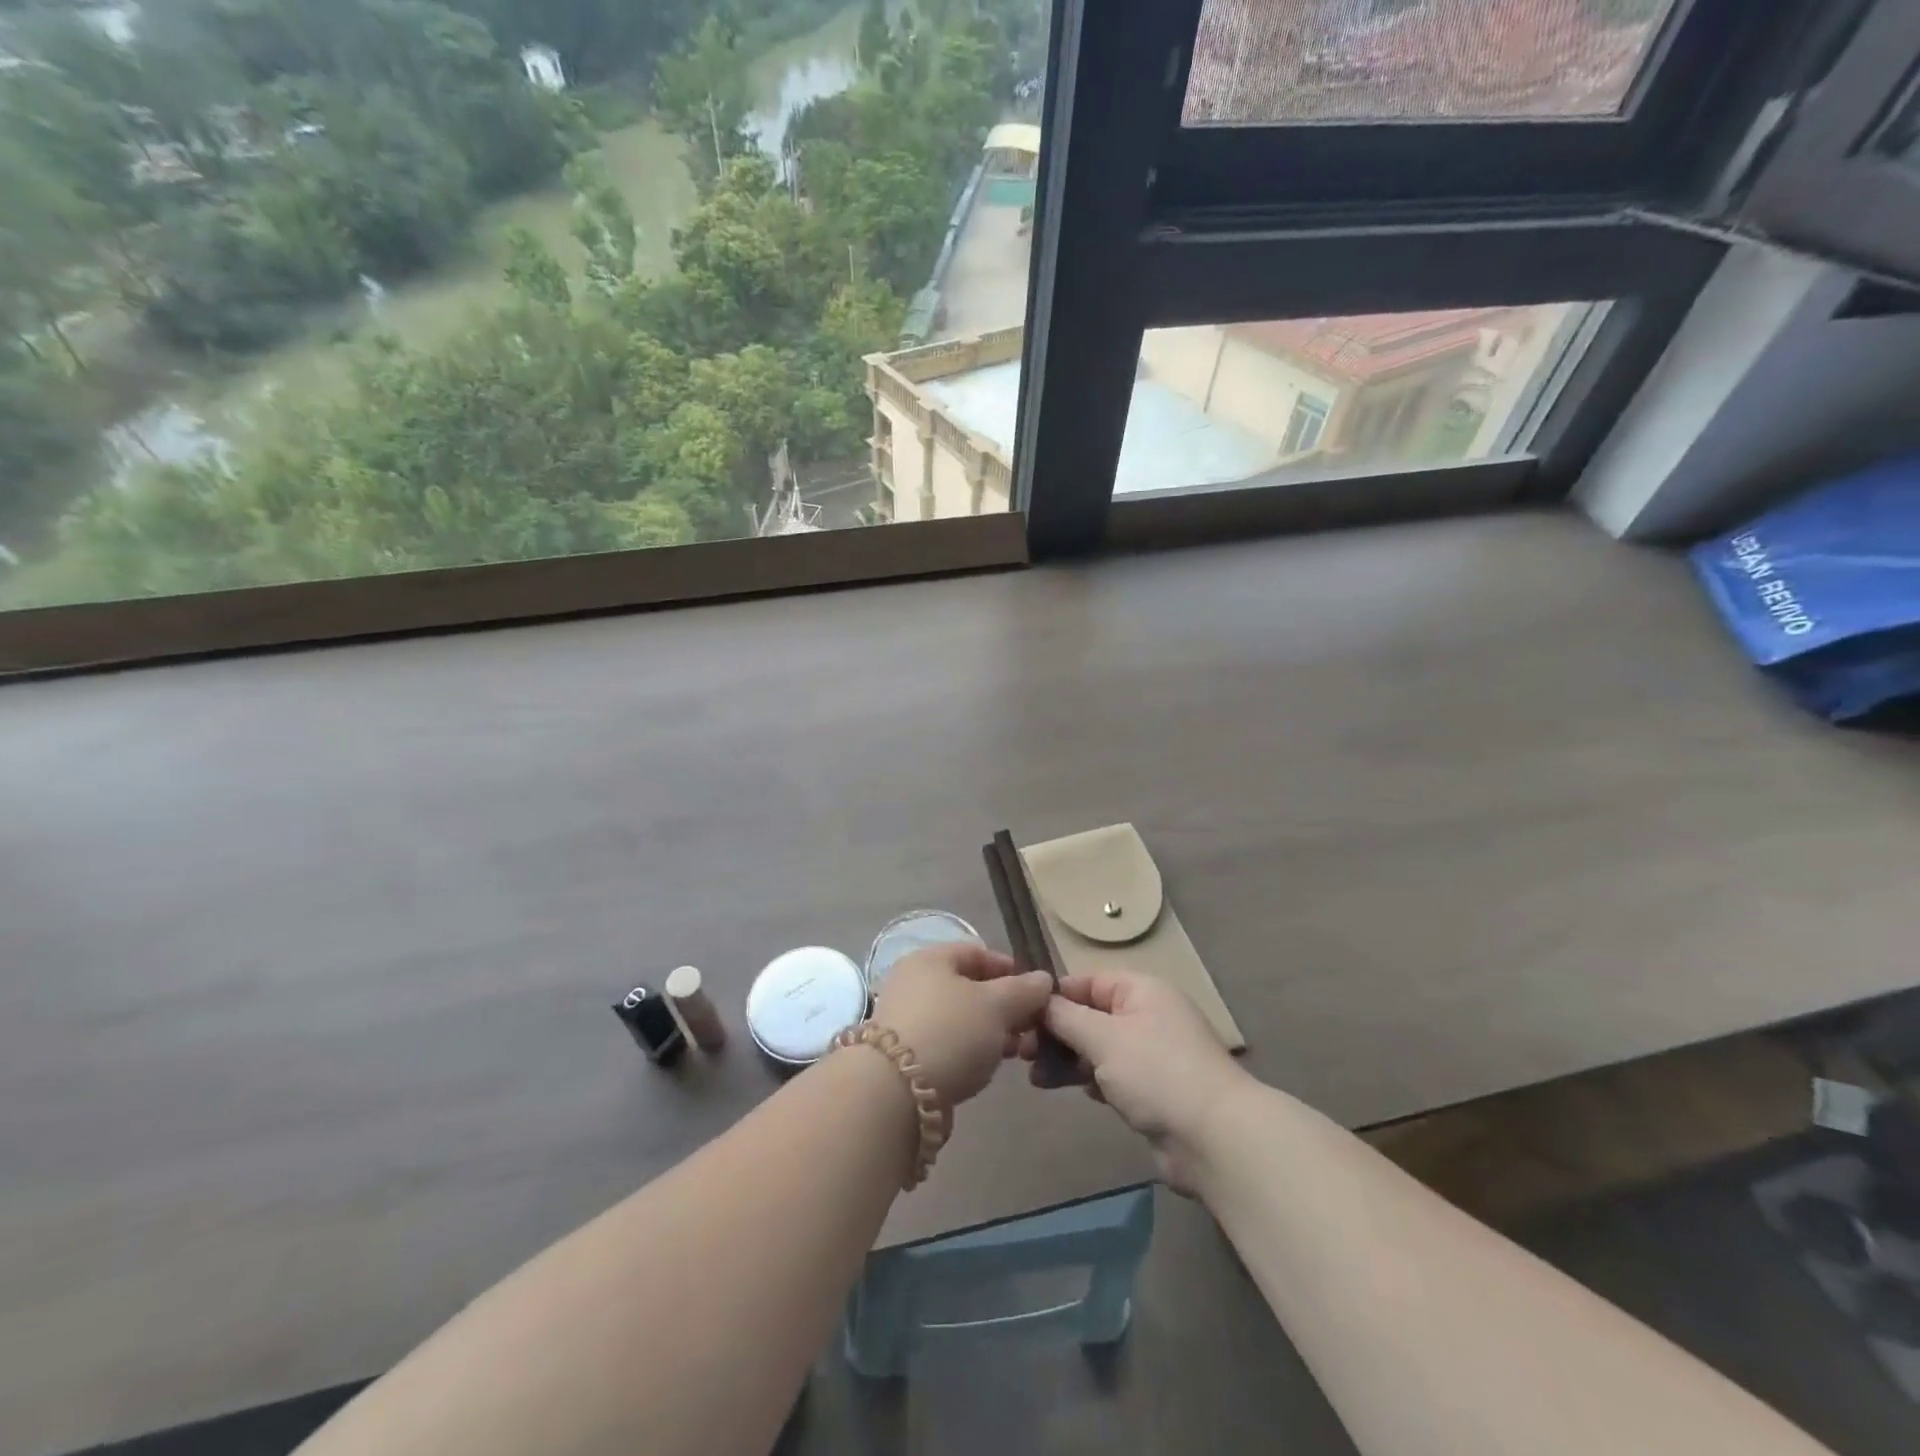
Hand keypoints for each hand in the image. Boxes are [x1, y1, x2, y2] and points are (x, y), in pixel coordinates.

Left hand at [871, 944, 1052, 1107]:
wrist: (896, 1093)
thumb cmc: (951, 1032)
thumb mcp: (997, 1006)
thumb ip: (1024, 990)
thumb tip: (1043, 979)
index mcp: (930, 959)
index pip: (976, 952)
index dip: (1009, 968)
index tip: (1036, 992)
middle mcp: (913, 983)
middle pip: (967, 987)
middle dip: (1003, 1006)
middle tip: (1030, 1027)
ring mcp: (905, 1020)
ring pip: (959, 1018)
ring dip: (990, 1032)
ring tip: (1015, 1052)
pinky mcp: (904, 1057)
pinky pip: (946, 1044)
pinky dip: (969, 1051)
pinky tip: (986, 1068)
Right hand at [1024, 972, 1248, 1194]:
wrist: (1214, 1139)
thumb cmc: (1155, 1072)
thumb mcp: (1103, 1037)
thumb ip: (1066, 1016)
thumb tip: (1039, 999)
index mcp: (1141, 990)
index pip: (1088, 981)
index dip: (1054, 996)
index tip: (1021, 1015)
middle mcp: (1147, 1015)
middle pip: (1090, 1015)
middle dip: (1055, 1033)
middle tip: (1020, 1053)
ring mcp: (1151, 1054)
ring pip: (1097, 1047)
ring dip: (1066, 1060)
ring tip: (1036, 1078)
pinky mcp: (1152, 1089)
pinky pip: (1110, 1074)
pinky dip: (1089, 1079)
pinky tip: (1070, 1091)